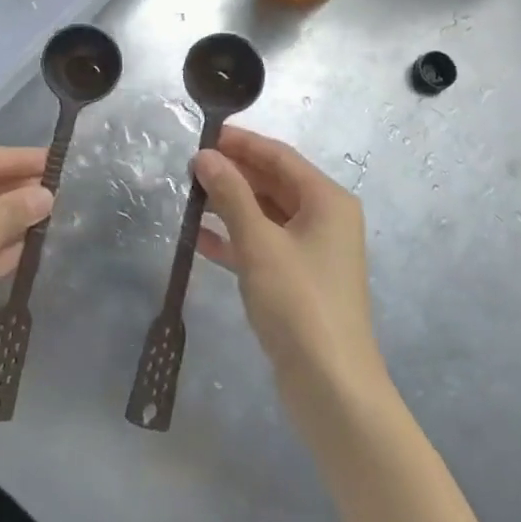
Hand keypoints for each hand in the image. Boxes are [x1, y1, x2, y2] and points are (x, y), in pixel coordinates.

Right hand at [193, 126, 386, 398]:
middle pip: (274, 183)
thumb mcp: (259, 243)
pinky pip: (263, 246)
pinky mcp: (298, 281)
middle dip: (233, 173)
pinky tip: (199, 239)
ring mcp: (312, 252)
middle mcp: (324, 219)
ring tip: (188, 197)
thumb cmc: (299, 302)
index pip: (280, 156)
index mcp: (326, 200)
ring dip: (230, 205)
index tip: (203, 134)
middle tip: (189, 167)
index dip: (242, 143)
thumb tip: (205, 156)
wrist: (331, 387)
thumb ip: (231, 195)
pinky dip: (235, 239)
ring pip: (266, 215)